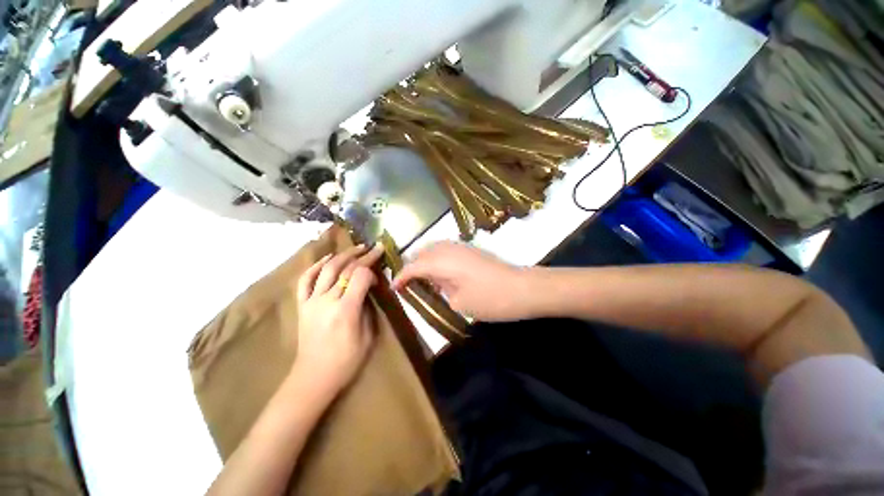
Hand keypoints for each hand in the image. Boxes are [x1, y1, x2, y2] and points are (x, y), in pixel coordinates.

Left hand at [294, 244, 383, 394]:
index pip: (360, 276)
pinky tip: (326, 258)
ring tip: (356, 248)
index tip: (378, 274)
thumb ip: (368, 308)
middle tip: (374, 248)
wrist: (314, 377)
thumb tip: (368, 290)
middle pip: (345, 269)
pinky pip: (305, 280)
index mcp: (346, 310)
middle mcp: (327, 301)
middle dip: (362, 256)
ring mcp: (311, 301)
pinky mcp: (302, 305)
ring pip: (326, 269)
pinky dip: (315, 266)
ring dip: (343, 255)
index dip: (372, 270)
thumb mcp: (368, 336)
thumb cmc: (346, 361)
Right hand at [392, 242, 532, 321]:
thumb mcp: (459, 302)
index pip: (414, 266)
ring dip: (424, 260)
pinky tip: (442, 272)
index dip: (401, 276)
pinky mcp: (471, 249)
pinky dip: (437, 257)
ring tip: (423, 278)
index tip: (394, 288)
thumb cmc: (490, 300)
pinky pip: (445, 248)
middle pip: (422, 252)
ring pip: (434, 247)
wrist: (522, 288)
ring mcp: (461, 246)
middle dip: (411, 265)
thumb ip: (441, 290)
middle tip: (409, 283)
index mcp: (443, 262)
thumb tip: (436, 282)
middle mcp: (449, 249)